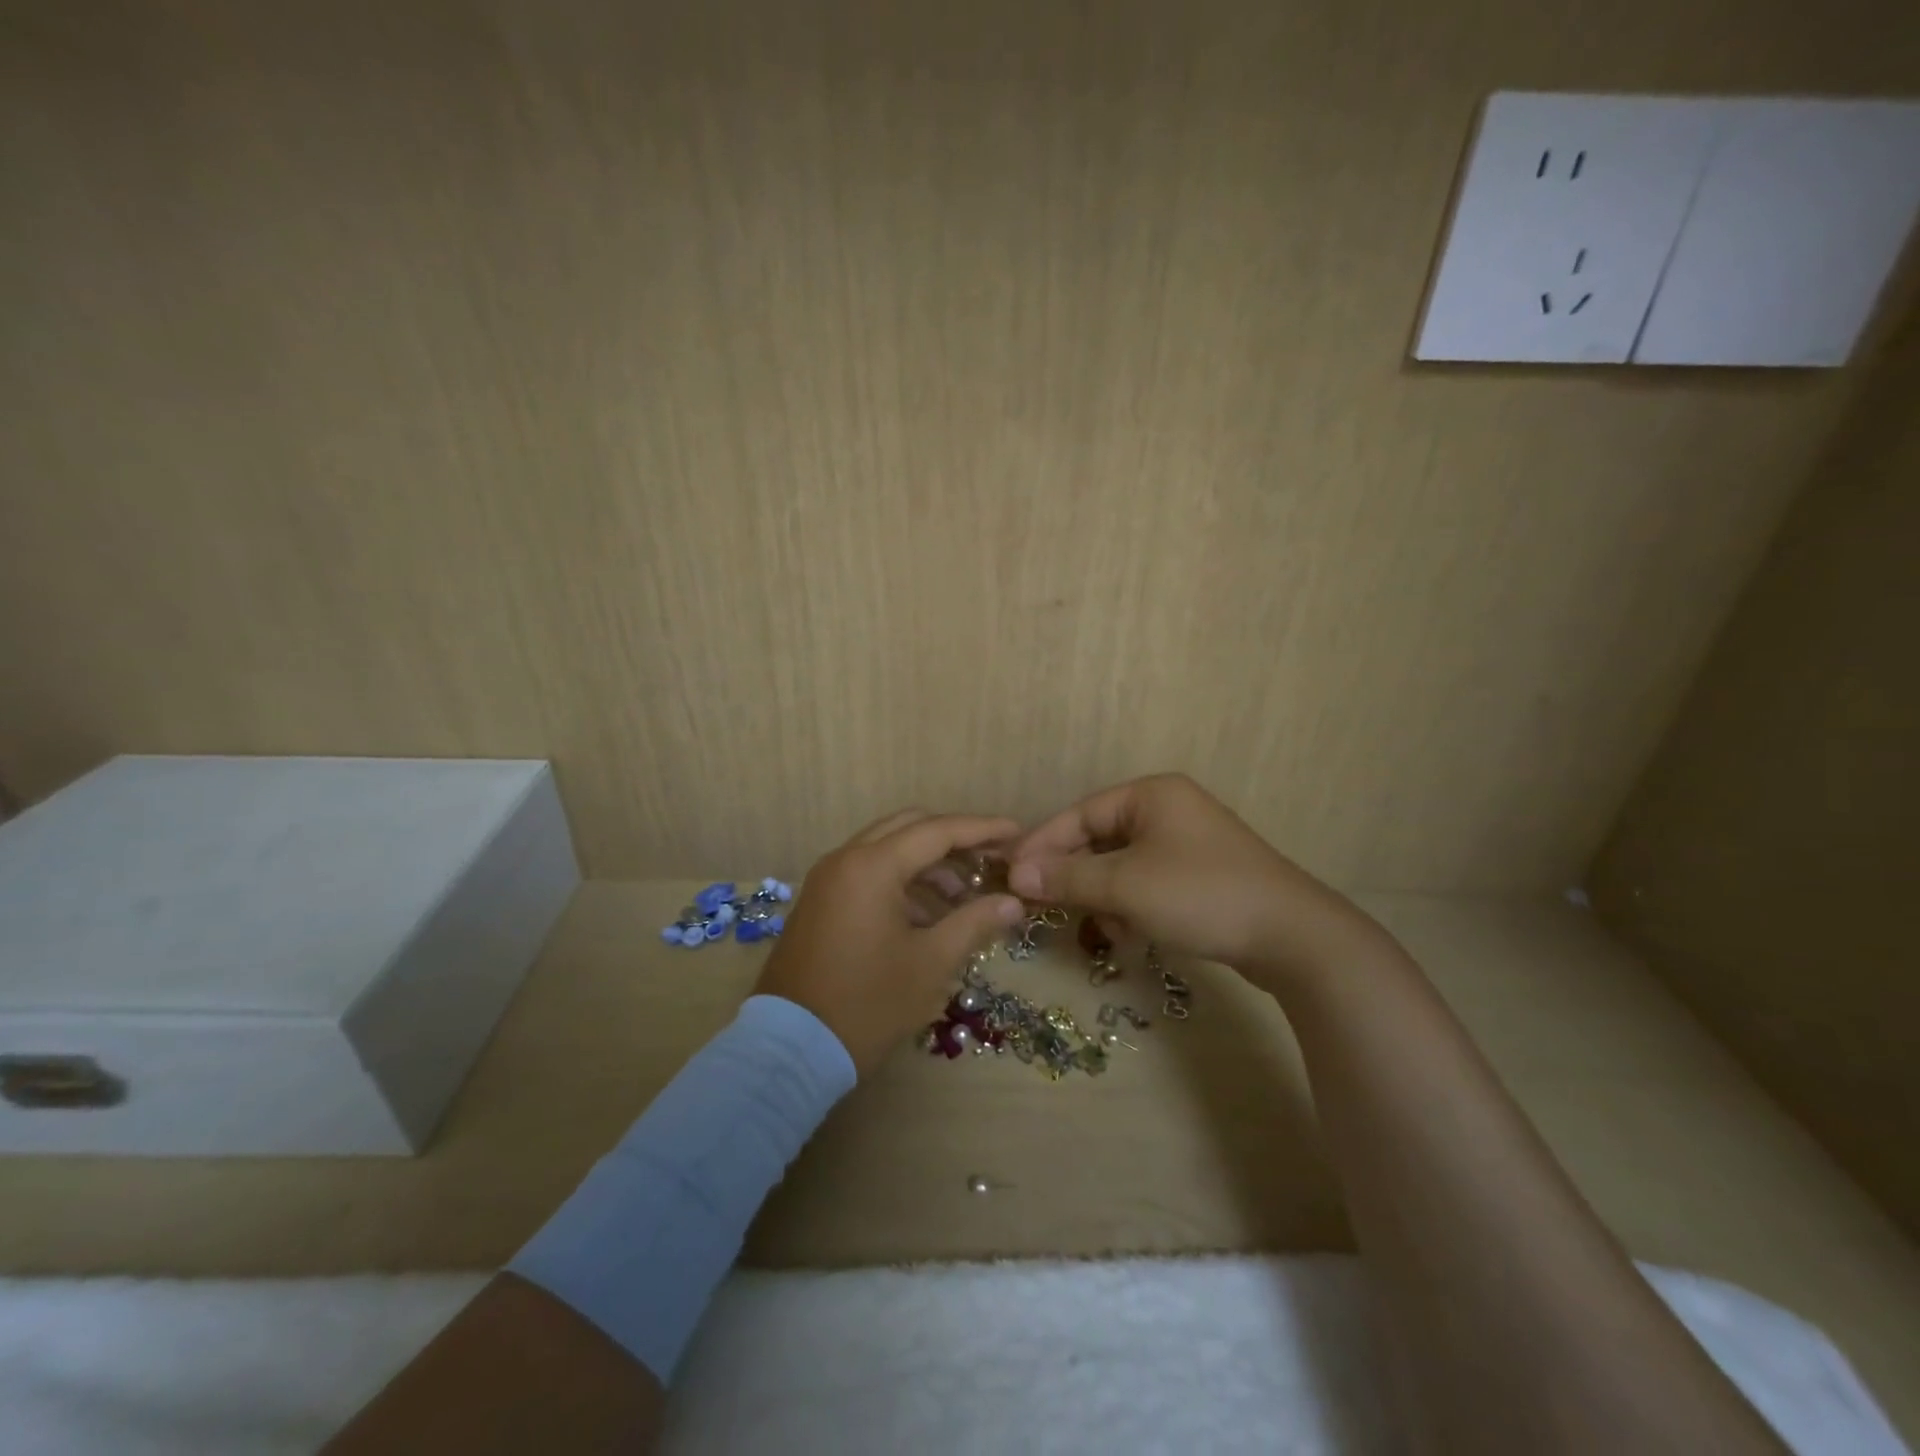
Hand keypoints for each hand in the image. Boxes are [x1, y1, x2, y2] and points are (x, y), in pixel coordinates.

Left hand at [754, 810, 1026, 1076]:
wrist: (790, 1048)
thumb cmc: (868, 1003)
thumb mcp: (931, 963)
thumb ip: (974, 922)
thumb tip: (1012, 902)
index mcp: (872, 866)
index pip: (938, 830)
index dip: (982, 829)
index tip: (1017, 832)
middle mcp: (846, 858)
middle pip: (909, 827)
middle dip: (953, 839)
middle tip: (989, 860)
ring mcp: (827, 879)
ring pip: (886, 848)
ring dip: (927, 862)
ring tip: (964, 897)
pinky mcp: (820, 901)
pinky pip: (867, 872)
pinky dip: (901, 880)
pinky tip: (927, 914)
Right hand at [1008, 774, 1387, 989]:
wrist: (1292, 937)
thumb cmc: (1200, 895)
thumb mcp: (1126, 886)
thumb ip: (1068, 877)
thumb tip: (1016, 873)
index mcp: (1150, 795)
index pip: (1079, 815)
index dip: (1042, 846)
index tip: (1011, 875)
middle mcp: (1168, 810)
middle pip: (1099, 840)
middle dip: (1075, 877)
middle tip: (1044, 907)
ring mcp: (1187, 843)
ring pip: (1122, 867)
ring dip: (1104, 898)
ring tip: (1102, 929)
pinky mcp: (1200, 876)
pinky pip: (1147, 883)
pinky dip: (1131, 906)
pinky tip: (1130, 934)